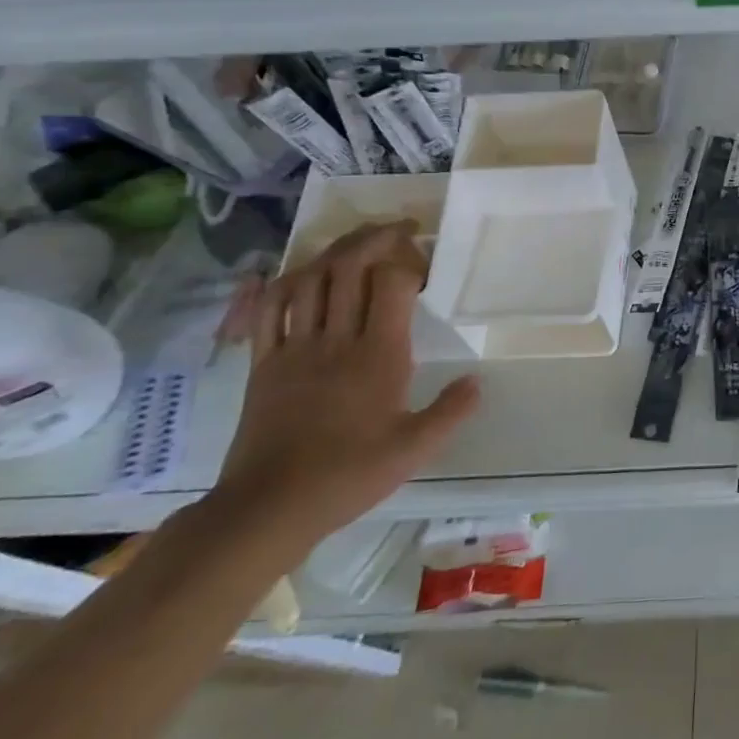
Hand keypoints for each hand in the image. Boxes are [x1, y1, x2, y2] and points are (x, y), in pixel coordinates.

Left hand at [212, 222, 478, 554]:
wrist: (269, 507)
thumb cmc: (349, 475)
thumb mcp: (414, 449)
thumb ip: (451, 411)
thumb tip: (476, 381)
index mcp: (378, 356)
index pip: (391, 283)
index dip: (408, 261)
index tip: (424, 263)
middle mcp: (335, 340)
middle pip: (348, 267)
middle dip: (373, 238)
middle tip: (397, 231)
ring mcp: (293, 349)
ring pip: (308, 280)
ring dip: (332, 253)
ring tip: (355, 244)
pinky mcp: (262, 364)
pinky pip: (266, 311)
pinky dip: (279, 284)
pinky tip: (291, 275)